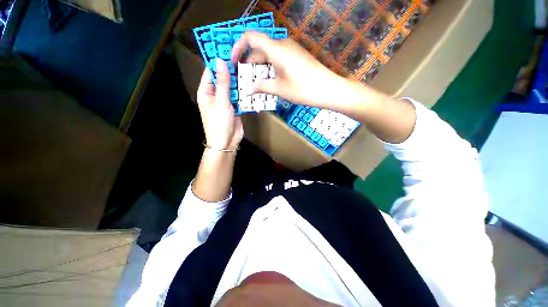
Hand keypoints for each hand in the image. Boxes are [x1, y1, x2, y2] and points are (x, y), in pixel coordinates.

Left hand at [197, 58, 243, 150]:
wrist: (227, 142)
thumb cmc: (219, 122)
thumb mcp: (221, 101)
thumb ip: (222, 82)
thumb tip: (220, 61)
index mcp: (206, 91)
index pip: (210, 72)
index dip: (218, 61)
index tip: (228, 49)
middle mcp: (215, 95)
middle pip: (223, 79)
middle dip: (232, 71)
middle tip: (244, 58)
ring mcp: (226, 101)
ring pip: (233, 88)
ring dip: (239, 82)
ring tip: (249, 69)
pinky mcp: (235, 108)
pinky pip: (239, 97)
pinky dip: (244, 92)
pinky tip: (251, 85)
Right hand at [230, 31, 347, 108]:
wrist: (328, 89)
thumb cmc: (303, 89)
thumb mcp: (280, 89)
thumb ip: (262, 86)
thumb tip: (249, 88)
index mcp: (276, 49)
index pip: (250, 37)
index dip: (238, 47)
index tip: (234, 62)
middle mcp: (282, 45)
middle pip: (259, 49)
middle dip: (249, 63)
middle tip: (245, 80)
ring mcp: (291, 50)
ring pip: (269, 55)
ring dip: (260, 68)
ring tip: (257, 84)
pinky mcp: (296, 57)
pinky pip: (278, 59)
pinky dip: (270, 69)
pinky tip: (270, 81)